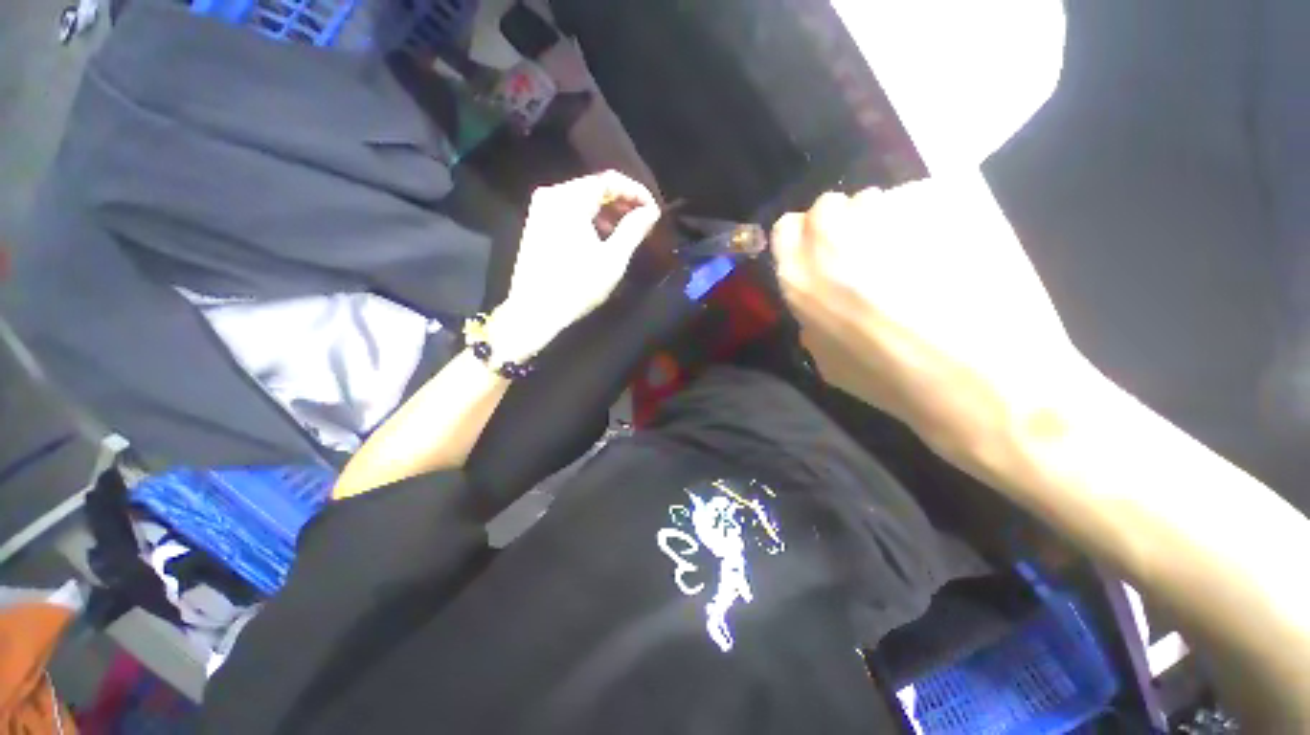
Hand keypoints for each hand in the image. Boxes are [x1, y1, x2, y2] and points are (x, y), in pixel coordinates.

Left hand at [497, 171, 659, 352]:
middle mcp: (551, 195)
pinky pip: (570, 211)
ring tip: (627, 231)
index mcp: (569, 199)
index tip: (654, 211)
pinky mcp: (537, 223)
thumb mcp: (612, 260)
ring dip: (608, 211)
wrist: (536, 311)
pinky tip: (603, 237)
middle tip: (644, 221)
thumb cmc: (578, 286)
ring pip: (582, 199)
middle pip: (594, 187)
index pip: (609, 180)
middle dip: (622, 202)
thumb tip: (651, 212)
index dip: (636, 192)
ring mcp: (541, 209)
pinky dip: (590, 219)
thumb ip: (633, 230)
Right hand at [773, 175, 1088, 459]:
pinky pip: (928, 199)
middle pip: (830, 205)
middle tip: (872, 256)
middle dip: (846, 224)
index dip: (806, 239)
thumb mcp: (829, 361)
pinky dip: (935, 219)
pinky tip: (954, 254)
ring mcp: (889, 213)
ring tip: (920, 257)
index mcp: (800, 276)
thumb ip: (812, 319)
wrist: (981, 379)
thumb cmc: (893, 380)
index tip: (825, 255)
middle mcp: (835, 237)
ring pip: (879, 199)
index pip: (787, 228)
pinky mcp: (945, 199)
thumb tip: (822, 300)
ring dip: (889, 221)